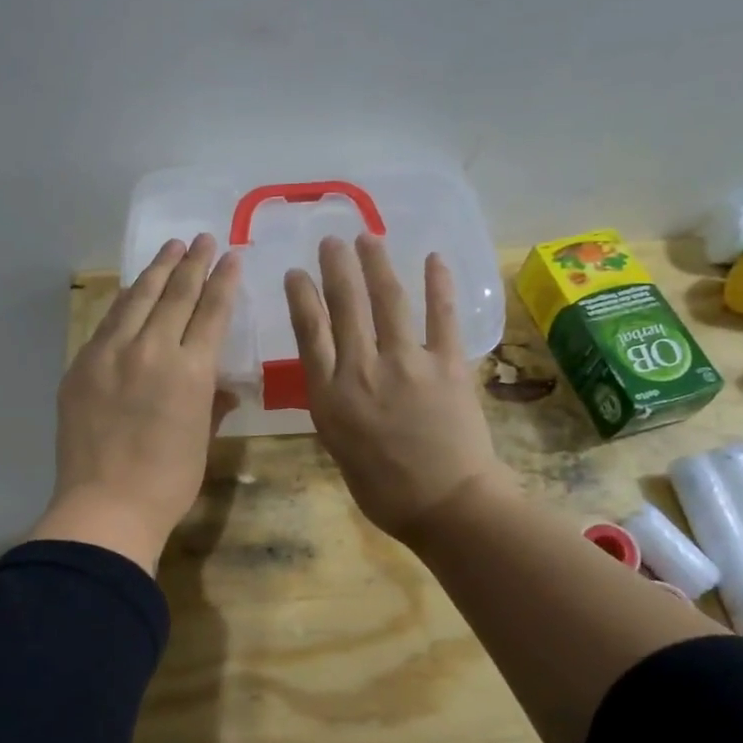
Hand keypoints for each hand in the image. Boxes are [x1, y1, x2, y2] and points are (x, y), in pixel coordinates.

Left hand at [30, 234, 241, 573]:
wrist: (105, 506)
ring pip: (137, 299)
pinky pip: (107, 321)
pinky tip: (131, 290)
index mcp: (191, 371)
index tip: (230, 256)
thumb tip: (221, 387)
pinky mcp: (82, 365)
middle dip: (192, 263)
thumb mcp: (202, 441)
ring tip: (170, 248)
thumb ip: (212, 404)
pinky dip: (124, 301)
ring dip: (156, 271)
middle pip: (175, 294)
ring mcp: (111, 354)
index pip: (211, 312)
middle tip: (202, 238)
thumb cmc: (167, 483)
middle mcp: (151, 350)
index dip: (223, 281)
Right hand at [285, 234, 504, 545]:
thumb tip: (337, 375)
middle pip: (345, 305)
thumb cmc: (383, 489)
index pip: (309, 332)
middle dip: (336, 267)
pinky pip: (442, 316)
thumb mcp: (338, 447)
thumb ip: (334, 404)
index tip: (296, 272)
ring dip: (376, 264)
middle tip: (332, 240)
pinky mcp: (447, 364)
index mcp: (329, 395)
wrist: (445, 504)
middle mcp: (362, 369)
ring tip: (368, 237)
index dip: (301, 296)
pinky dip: (438, 284)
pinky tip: (433, 258)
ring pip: (387, 300)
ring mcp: (406, 363)